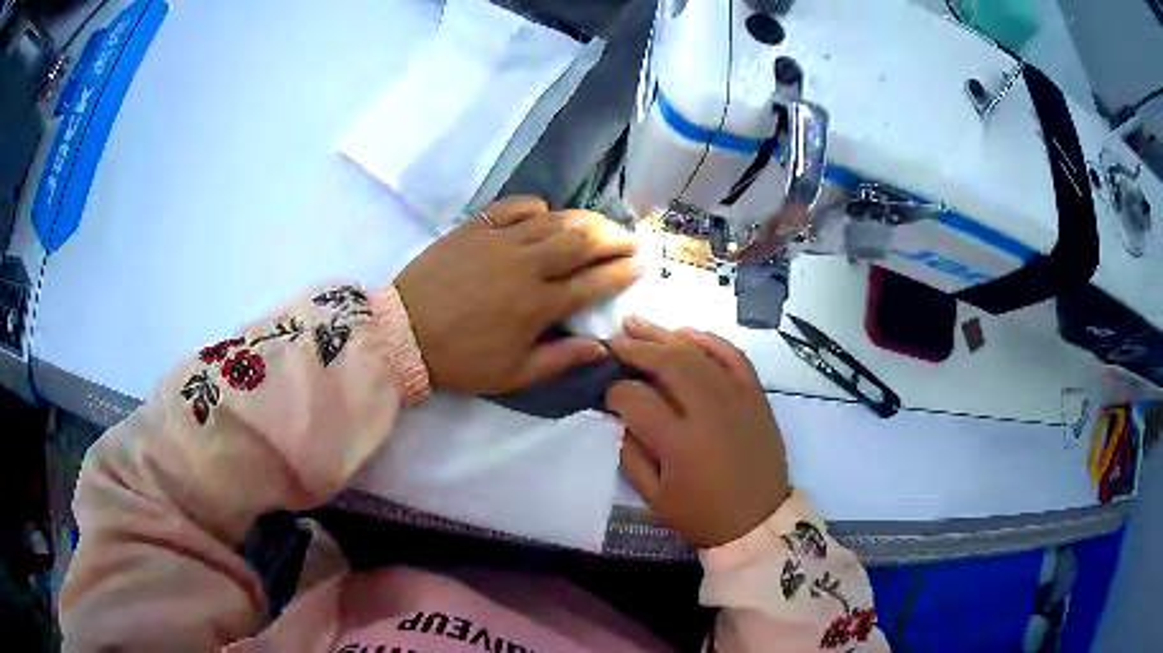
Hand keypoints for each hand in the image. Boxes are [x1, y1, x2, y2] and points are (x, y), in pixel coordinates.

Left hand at [395, 196, 642, 393]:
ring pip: (555, 220)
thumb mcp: (512, 375)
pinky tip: (544, 214)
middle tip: (630, 239)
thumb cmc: (460, 359)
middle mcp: (526, 265)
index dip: (623, 271)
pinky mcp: (475, 227)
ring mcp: (500, 241)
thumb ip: (560, 360)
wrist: (403, 333)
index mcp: (538, 305)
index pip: (593, 282)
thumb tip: (601, 347)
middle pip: (582, 241)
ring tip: (600, 225)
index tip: (643, 262)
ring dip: (584, 220)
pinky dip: (536, 207)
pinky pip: (514, 207)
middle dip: (614, 238)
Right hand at [606, 317, 790, 547]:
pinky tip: (685, 332)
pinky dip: (709, 340)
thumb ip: (630, 455)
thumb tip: (617, 417)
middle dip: (635, 349)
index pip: (637, 399)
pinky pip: (733, 356)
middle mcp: (709, 411)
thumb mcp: (654, 497)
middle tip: (613, 340)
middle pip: (667, 364)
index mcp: (679, 443)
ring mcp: (737, 398)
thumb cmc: (702, 514)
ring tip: (636, 323)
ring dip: (664, 335)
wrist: (759, 520)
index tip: (606, 392)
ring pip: (697, 353)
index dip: (615, 391)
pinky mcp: (756, 395)